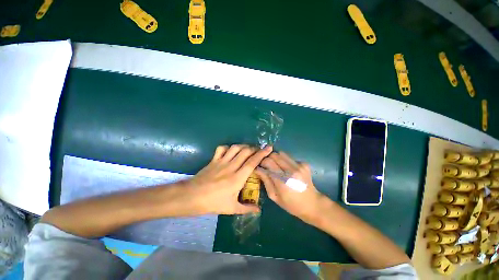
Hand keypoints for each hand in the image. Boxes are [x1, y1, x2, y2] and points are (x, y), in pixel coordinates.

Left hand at [189, 144, 272, 214]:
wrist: (192, 197)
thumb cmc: (213, 203)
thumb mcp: (231, 208)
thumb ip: (246, 208)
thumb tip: (258, 210)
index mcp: (237, 178)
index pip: (253, 162)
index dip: (262, 154)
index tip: (269, 148)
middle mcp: (231, 166)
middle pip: (245, 151)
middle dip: (254, 148)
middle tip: (258, 151)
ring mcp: (221, 162)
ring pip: (235, 148)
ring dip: (243, 146)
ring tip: (247, 149)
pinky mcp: (214, 160)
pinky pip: (222, 148)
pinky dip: (228, 147)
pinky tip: (231, 151)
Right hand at [255, 152, 324, 223]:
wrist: (313, 204)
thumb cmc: (291, 204)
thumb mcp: (274, 196)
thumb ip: (266, 181)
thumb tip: (257, 169)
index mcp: (283, 181)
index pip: (268, 162)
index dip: (261, 162)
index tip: (260, 166)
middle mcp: (291, 170)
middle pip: (274, 155)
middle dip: (268, 158)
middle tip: (267, 165)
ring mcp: (299, 166)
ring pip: (282, 153)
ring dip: (276, 158)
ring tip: (277, 166)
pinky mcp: (304, 164)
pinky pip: (290, 157)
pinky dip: (285, 161)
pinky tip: (287, 169)